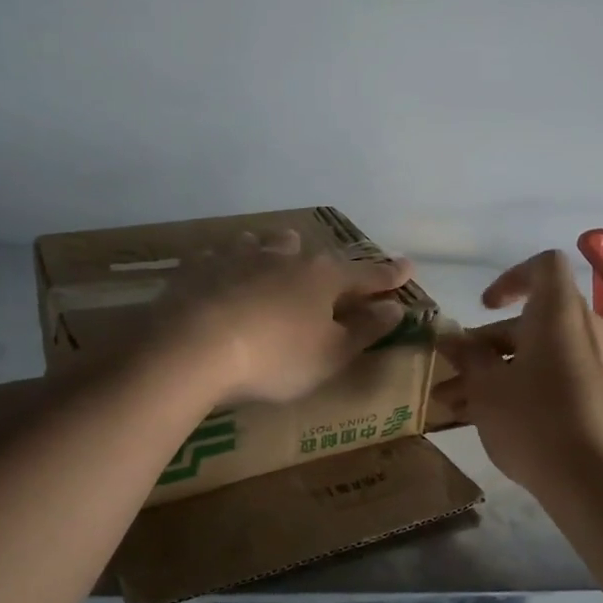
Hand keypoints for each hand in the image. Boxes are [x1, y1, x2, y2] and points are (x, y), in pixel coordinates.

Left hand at [169, 229, 413, 404]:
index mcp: (323, 278)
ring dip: (278, 250)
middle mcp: (286, 257)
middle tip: (333, 271)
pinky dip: (232, 261)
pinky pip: (223, 255)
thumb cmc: (276, 357)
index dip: (389, 275)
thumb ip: (366, 329)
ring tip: (277, 254)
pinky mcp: (201, 266)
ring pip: (267, 245)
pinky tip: (224, 269)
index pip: (366, 275)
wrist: (194, 347)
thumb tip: (396, 307)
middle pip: (314, 254)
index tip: (407, 267)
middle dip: (328, 263)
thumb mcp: (331, 354)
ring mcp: (241, 257)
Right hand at [432, 251, 602, 495]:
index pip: (542, 267)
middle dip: (486, 347)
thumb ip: (467, 357)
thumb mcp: (487, 388)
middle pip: (533, 320)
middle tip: (451, 376)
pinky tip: (493, 421)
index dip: (510, 279)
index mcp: (560, 311)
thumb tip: (451, 339)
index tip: (483, 308)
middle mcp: (588, 327)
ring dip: (499, 372)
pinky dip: (528, 386)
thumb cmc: (536, 421)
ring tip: (457, 407)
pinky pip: (561, 375)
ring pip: (542, 354)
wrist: (600, 482)